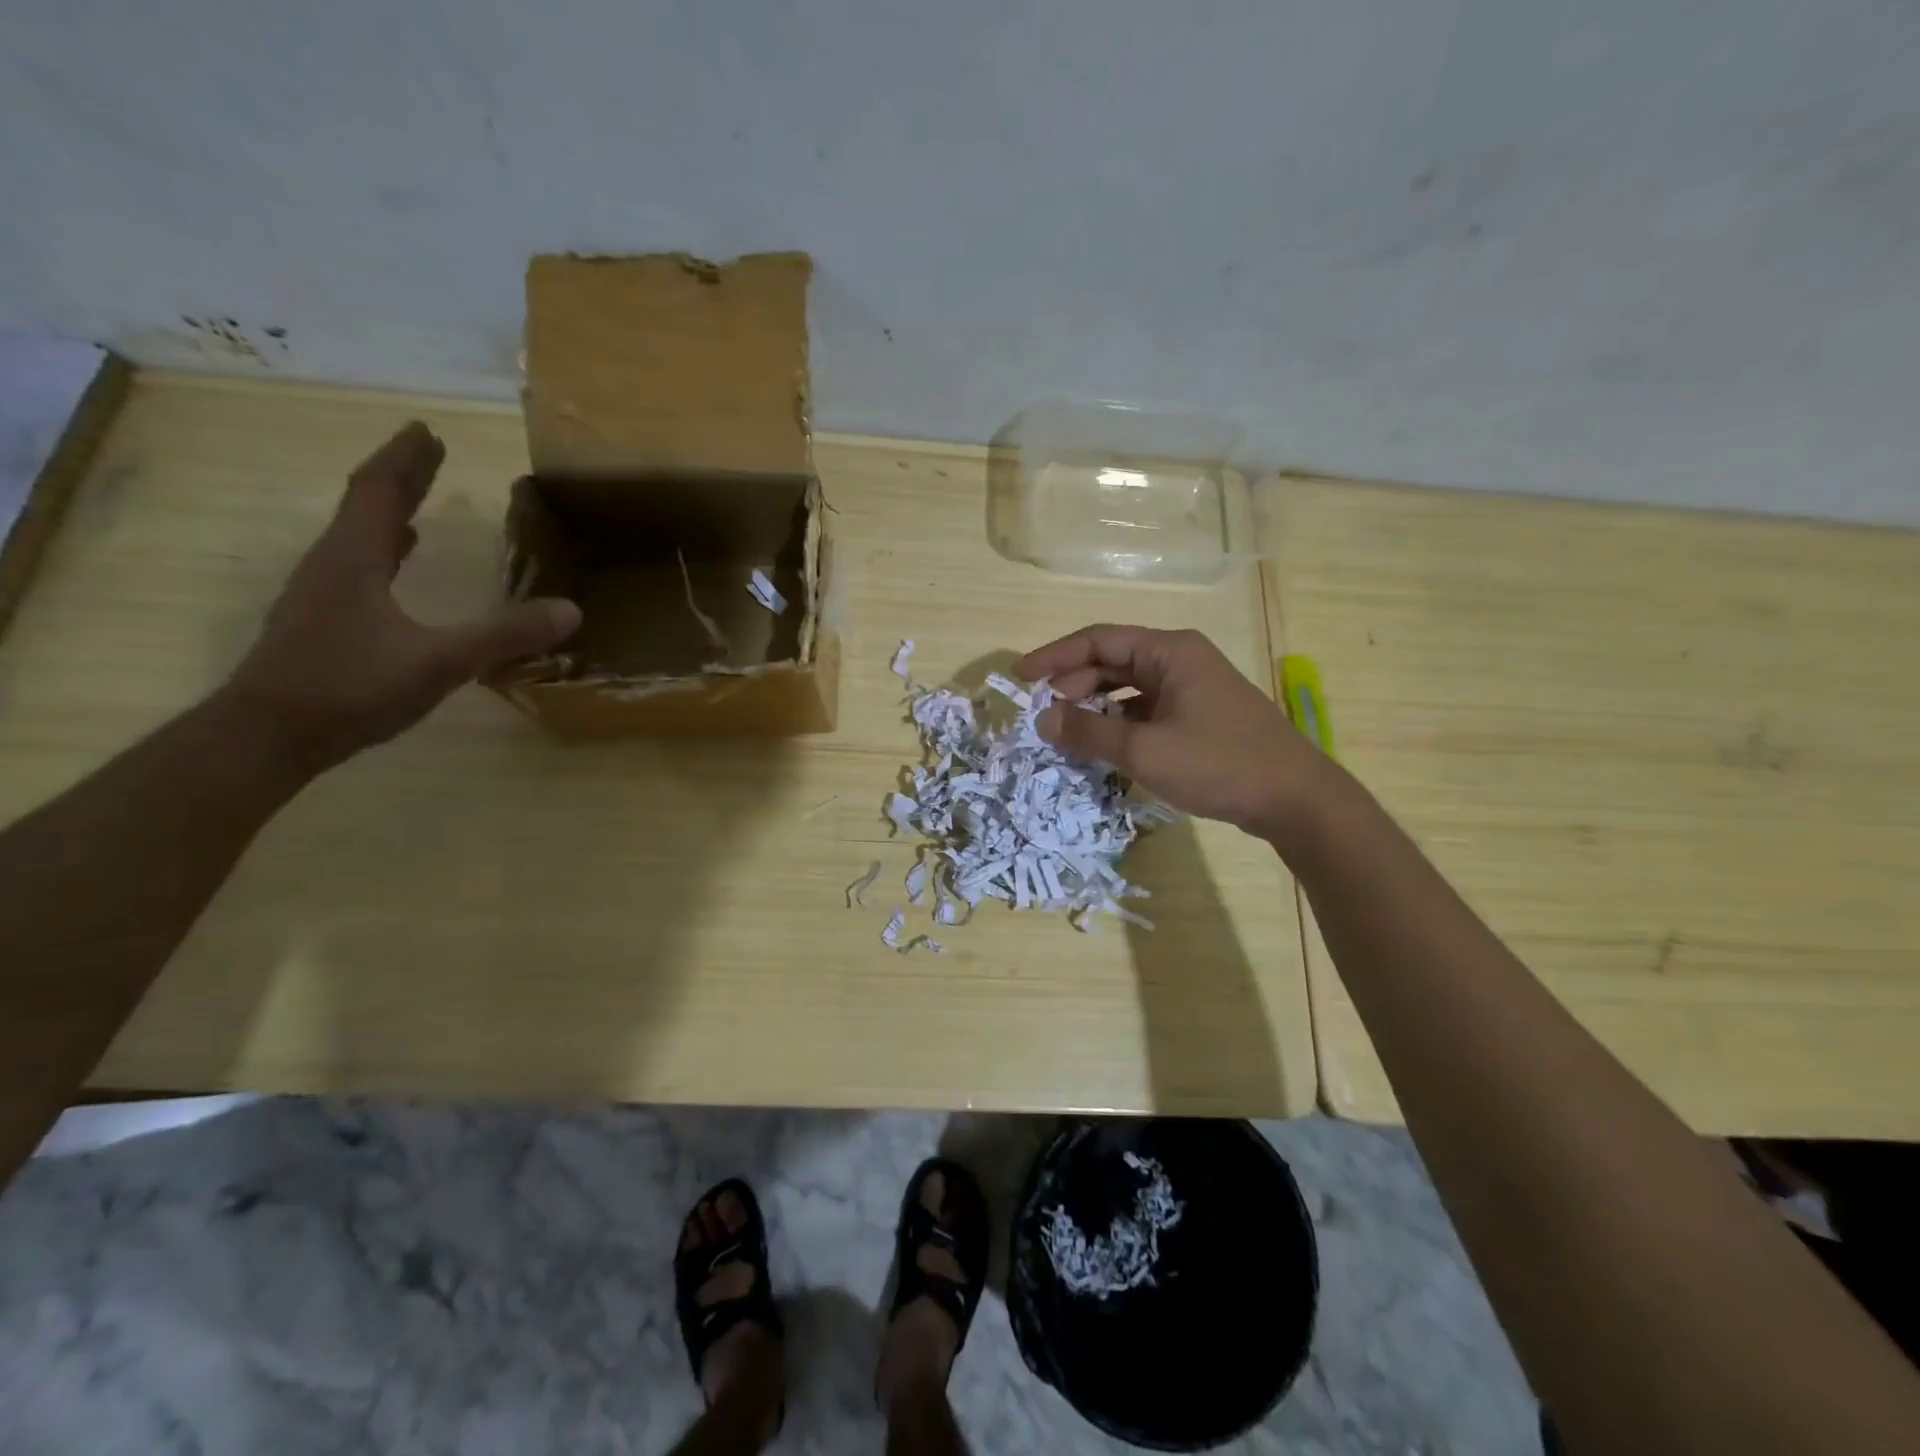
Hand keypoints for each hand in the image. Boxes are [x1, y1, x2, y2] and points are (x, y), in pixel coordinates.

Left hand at [223, 422, 580, 772]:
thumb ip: (505, 636)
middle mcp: (333, 565)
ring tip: (414, 499)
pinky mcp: (323, 622)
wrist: (267, 736)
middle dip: (400, 476)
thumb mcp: (440, 662)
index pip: (380, 491)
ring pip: (358, 536)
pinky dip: (382, 550)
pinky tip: (396, 562)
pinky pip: (358, 566)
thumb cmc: (350, 687)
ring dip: (387, 510)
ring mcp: (322, 595)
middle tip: (427, 449)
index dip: (407, 460)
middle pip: (365, 505)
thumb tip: (571, 611)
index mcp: (355, 559)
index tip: (429, 431)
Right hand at [1016, 624, 1332, 841]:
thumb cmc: (1218, 763)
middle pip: (1112, 661)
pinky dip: (1119, 722)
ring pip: (1128, 687)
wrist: (1294, 799)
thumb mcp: (1145, 749)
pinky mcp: (1198, 715)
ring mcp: (1191, 688)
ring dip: (1094, 705)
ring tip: (1065, 730)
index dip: (1054, 655)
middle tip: (1042, 713)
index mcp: (1169, 651)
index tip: (1020, 677)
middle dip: (1073, 683)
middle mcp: (1180, 660)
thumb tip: (1042, 719)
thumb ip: (1089, 731)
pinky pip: (1145, 709)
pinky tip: (1102, 745)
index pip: (1098, 640)